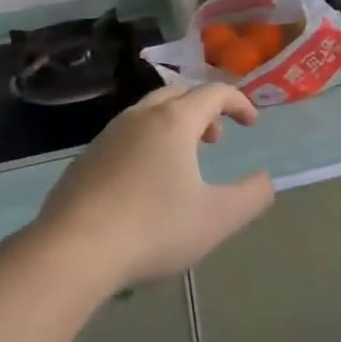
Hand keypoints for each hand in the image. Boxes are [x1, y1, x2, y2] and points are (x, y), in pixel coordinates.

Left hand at [37, 84, 273, 290]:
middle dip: (203, 109)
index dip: (238, 102)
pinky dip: (146, 144)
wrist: (74, 249)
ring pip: (148, 113)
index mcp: (174, 121)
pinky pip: (125, 136)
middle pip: (178, 95)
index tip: (252, 123)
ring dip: (174, 126)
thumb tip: (266, 181)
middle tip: (216, 139)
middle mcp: (140, 117)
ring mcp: (108, 135)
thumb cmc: (154, 227)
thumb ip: (251, 197)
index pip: (214, 92)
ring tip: (183, 161)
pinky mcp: (86, 158)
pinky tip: (144, 183)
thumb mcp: (216, 218)